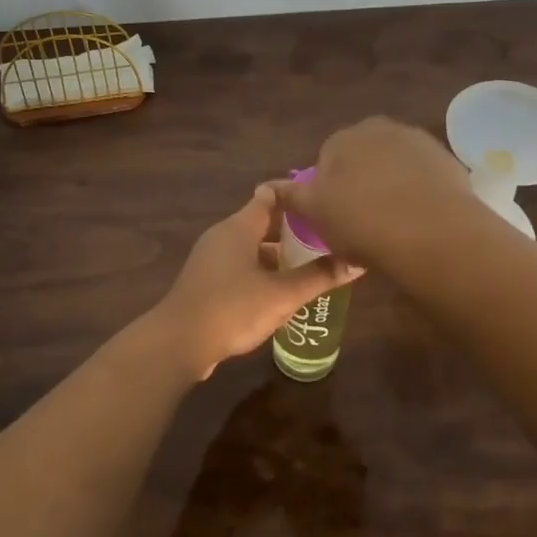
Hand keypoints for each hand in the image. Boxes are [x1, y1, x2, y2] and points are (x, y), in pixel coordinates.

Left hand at [149, 184, 361, 380]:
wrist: (179, 342)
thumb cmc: (232, 308)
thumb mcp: (282, 295)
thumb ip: (319, 277)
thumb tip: (357, 263)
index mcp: (239, 227)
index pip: (269, 194)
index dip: (295, 194)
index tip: (322, 198)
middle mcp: (223, 235)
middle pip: (261, 221)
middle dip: (292, 228)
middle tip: (326, 235)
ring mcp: (211, 259)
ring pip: (251, 246)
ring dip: (278, 253)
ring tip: (311, 264)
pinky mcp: (206, 282)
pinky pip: (240, 266)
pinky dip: (262, 271)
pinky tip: (281, 290)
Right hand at [273, 116, 474, 267]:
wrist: (432, 233)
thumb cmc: (361, 221)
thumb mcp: (314, 212)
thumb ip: (290, 195)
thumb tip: (266, 185)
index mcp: (343, 138)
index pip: (327, 159)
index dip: (329, 191)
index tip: (335, 218)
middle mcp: (380, 129)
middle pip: (363, 158)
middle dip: (361, 183)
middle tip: (362, 222)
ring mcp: (418, 142)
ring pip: (395, 166)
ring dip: (391, 186)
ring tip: (393, 225)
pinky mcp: (448, 161)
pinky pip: (424, 178)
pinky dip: (419, 193)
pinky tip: (419, 221)